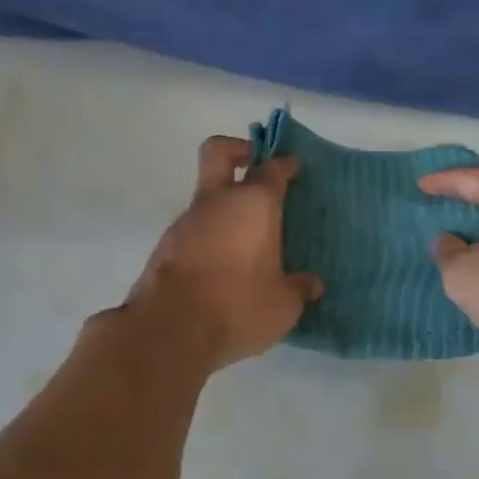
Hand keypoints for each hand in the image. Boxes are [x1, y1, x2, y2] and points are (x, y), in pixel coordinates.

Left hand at [123, 136, 322, 370]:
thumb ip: (299, 289)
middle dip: (238, 150)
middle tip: (255, 166)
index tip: (293, 169)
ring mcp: (186, 221)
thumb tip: (312, 285)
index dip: (284, 165)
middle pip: (220, 152)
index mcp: (254, 205)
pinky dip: (210, 236)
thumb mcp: (283, 305)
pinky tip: (223, 265)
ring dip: (225, 206)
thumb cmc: (237, 306)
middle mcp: (218, 202)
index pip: (272, 168)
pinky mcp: (166, 246)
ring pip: (207, 196)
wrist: (168, 329)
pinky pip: (194, 229)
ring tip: (247, 239)